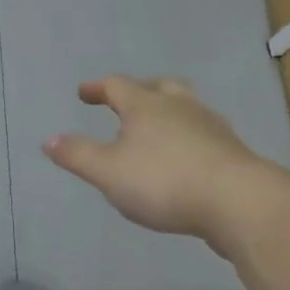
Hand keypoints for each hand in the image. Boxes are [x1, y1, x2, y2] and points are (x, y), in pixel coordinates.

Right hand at [42, 76, 269, 246]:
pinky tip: (185, 158)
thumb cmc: (165, 181)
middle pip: (159, 86)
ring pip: (186, 108)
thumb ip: (77, 155)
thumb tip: (48, 139)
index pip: (117, 86)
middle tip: (125, 100)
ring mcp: (211, 127)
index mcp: (146, 105)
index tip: (84, 94)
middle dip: (139, 91)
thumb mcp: (108, 172)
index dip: (98, 88)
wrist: (240, 203)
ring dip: (168, 112)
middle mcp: (180, 107)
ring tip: (157, 128)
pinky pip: (204, 134)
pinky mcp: (233, 152)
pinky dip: (188, 137)